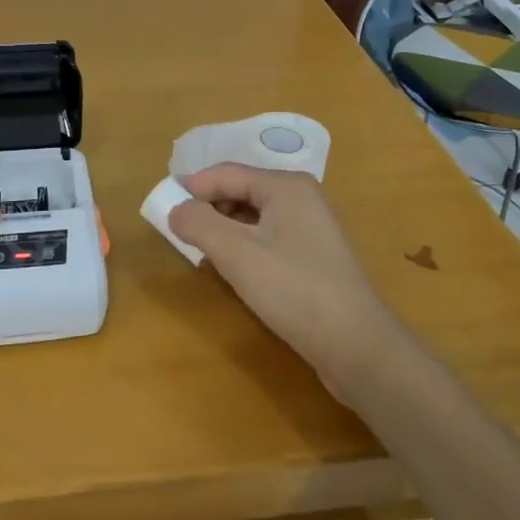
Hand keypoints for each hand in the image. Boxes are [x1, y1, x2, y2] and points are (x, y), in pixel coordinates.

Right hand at [169, 165, 405, 388]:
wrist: (358, 346)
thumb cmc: (294, 290)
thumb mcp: (237, 254)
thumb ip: (199, 224)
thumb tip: (175, 208)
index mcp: (286, 185)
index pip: (226, 173)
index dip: (192, 186)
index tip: (161, 205)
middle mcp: (301, 197)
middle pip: (241, 190)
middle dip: (208, 209)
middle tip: (180, 234)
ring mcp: (311, 227)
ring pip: (254, 217)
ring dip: (224, 230)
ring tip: (202, 255)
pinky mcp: (314, 256)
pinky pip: (268, 238)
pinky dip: (244, 247)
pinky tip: (233, 271)